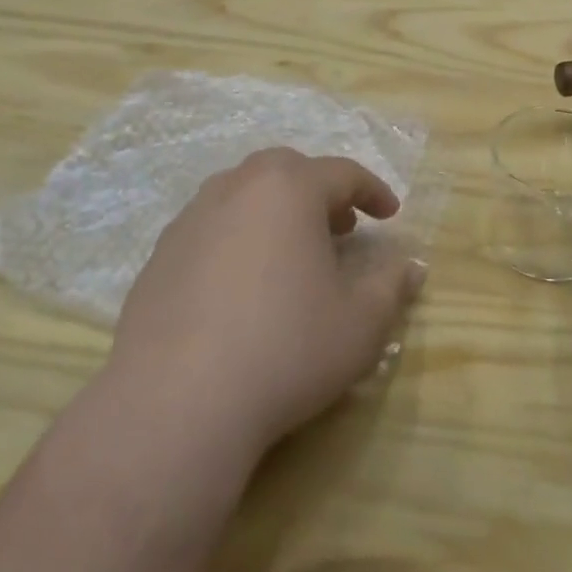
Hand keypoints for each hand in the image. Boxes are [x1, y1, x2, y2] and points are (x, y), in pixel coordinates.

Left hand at [105, 148, 423, 467]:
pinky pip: (211, 228)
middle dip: (321, 192)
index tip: (390, 214)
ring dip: (277, 212)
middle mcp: (236, 188)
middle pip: (287, 171)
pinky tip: (243, 285)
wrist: (177, 400)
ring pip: (244, 195)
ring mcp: (191, 218)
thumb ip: (391, 285)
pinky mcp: (160, 254)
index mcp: (288, 188)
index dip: (373, 191)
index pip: (342, 173)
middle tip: (342, 227)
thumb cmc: (286, 348)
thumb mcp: (360, 322)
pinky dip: (239, 238)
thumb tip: (411, 266)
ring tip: (293, 253)